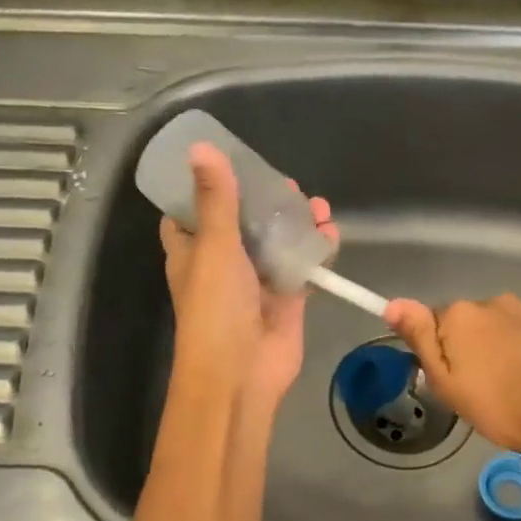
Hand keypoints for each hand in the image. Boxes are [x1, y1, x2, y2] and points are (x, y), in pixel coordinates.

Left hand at [160, 143, 337, 408]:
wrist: (241, 373)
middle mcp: (223, 263)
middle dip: (264, 201)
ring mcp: (256, 281)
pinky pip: (301, 265)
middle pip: (243, 222)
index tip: (226, 163)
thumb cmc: (216, 308)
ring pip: (276, 242)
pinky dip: (316, 248)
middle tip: (285, 184)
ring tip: (317, 204)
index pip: (190, 213)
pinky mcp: (286, 298)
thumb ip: (215, 199)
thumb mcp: (213, 245)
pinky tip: (330, 231)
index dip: (205, 188)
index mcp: (192, 251)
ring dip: (296, 221)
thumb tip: (201, 147)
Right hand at [385, 293, 520, 452]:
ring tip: (516, 384)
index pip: (436, 323)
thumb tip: (393, 303)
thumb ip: (420, 338)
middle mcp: (496, 302)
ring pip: (507, 326)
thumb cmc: (497, 405)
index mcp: (461, 315)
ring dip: (506, 346)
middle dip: (474, 346)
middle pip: (473, 322)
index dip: (441, 351)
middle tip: (482, 386)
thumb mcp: (446, 382)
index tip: (453, 378)